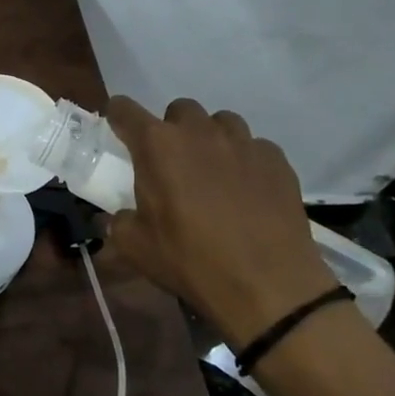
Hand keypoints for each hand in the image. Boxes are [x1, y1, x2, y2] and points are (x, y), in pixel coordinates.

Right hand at [104, 96, 338, 347]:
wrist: (268, 286)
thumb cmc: (192, 262)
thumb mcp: (136, 247)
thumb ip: (119, 221)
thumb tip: (118, 217)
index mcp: (157, 146)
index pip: (124, 109)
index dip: (117, 116)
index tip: (119, 131)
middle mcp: (199, 131)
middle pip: (179, 110)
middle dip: (172, 130)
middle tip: (173, 164)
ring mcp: (242, 142)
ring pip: (220, 122)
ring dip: (210, 139)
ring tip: (213, 173)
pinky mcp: (276, 159)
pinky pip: (254, 146)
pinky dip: (245, 161)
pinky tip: (248, 191)